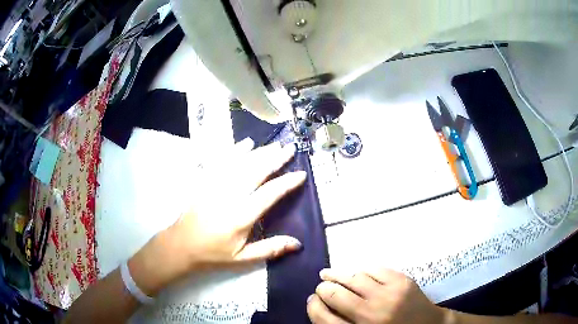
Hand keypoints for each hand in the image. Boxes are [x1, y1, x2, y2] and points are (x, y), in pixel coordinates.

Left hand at [167, 139, 305, 270]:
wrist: (181, 244)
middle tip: (290, 148)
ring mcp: (215, 185)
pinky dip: (235, 150)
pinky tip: (245, 144)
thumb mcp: (243, 258)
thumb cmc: (213, 253)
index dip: (287, 182)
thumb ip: (270, 249)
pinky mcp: (205, 181)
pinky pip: (222, 161)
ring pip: (241, 163)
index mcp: (241, 216)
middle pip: (256, 171)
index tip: (301, 174)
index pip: (269, 194)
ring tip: (275, 145)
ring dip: (260, 152)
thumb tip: (297, 244)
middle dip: (275, 159)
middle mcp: (230, 196)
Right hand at [307, 268, 445, 323]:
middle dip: (323, 289)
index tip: (313, 300)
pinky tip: (355, 272)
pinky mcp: (402, 281)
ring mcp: (389, 295)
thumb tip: (321, 306)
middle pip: (335, 294)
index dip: (313, 306)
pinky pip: (374, 269)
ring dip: (338, 275)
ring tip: (328, 274)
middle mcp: (371, 314)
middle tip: (321, 287)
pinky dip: (361, 270)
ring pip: (353, 277)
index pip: (323, 318)